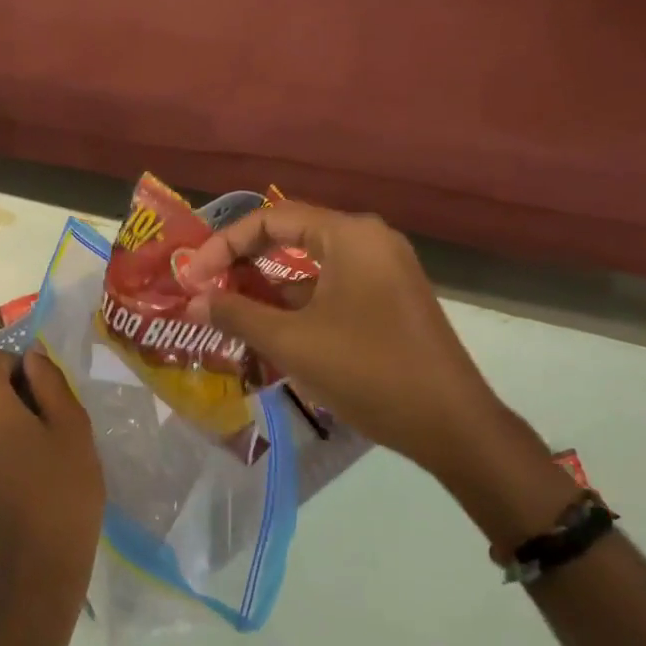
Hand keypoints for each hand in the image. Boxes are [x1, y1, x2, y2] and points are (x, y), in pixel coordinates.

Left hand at [0, 348, 104, 624]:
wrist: (36, 577)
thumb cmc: (62, 493)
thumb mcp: (71, 428)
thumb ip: (50, 382)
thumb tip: (31, 357)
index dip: (25, 363)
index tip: (53, 390)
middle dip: (21, 394)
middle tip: (59, 422)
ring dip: (13, 421)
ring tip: (49, 451)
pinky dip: (3, 446)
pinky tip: (33, 475)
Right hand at [184, 203, 570, 537]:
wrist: (454, 426)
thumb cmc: (369, 372)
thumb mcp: (293, 343)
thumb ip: (237, 315)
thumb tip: (192, 302)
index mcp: (349, 235)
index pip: (270, 218)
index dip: (223, 244)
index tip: (191, 277)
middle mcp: (369, 240)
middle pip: (290, 236)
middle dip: (243, 263)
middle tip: (205, 289)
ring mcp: (384, 269)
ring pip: (310, 265)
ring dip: (268, 287)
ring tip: (228, 313)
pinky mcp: (390, 298)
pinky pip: (331, 287)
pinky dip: (297, 303)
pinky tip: (269, 331)